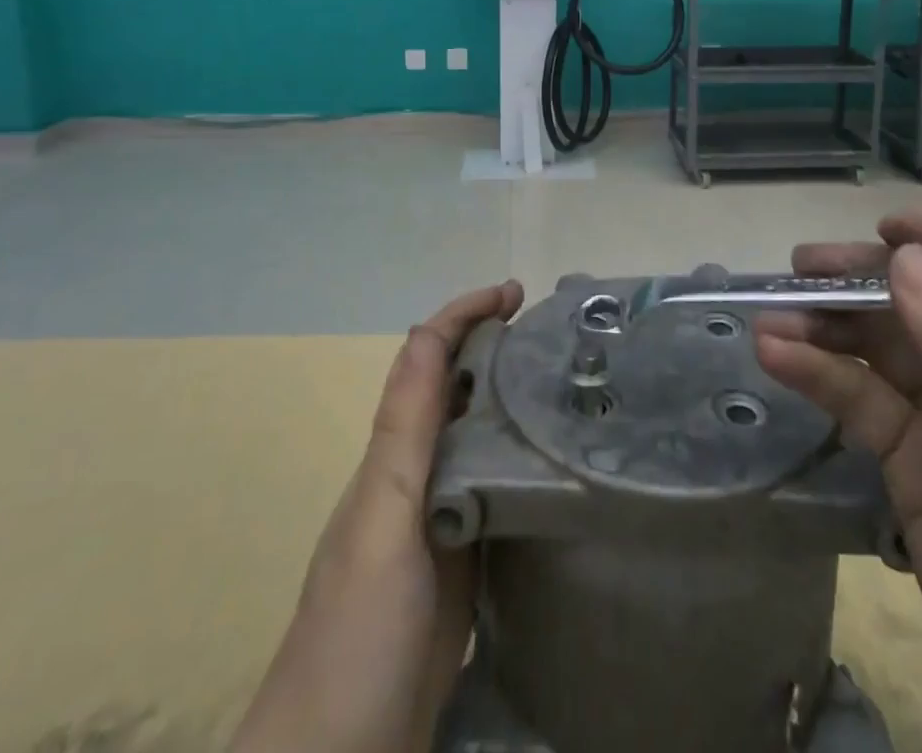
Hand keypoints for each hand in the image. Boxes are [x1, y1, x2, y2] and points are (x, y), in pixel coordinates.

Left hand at [233, 280, 524, 752]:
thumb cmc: (357, 629)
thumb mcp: (384, 517)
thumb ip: (405, 429)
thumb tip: (426, 330)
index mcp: (394, 453)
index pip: (427, 357)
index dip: (464, 313)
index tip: (515, 291)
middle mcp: (415, 472)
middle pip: (454, 386)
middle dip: (494, 343)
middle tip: (553, 332)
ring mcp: (440, 517)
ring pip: (476, 433)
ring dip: (510, 393)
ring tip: (564, 380)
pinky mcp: (464, 561)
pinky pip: (495, 488)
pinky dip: (521, 458)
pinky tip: (555, 463)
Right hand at [755, 208, 921, 752]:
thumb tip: (907, 257)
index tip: (891, 233)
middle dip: (870, 278)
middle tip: (802, 266)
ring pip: (886, 346)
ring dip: (828, 324)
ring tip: (771, 315)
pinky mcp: (916, 463)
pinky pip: (863, 400)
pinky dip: (819, 375)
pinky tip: (776, 357)